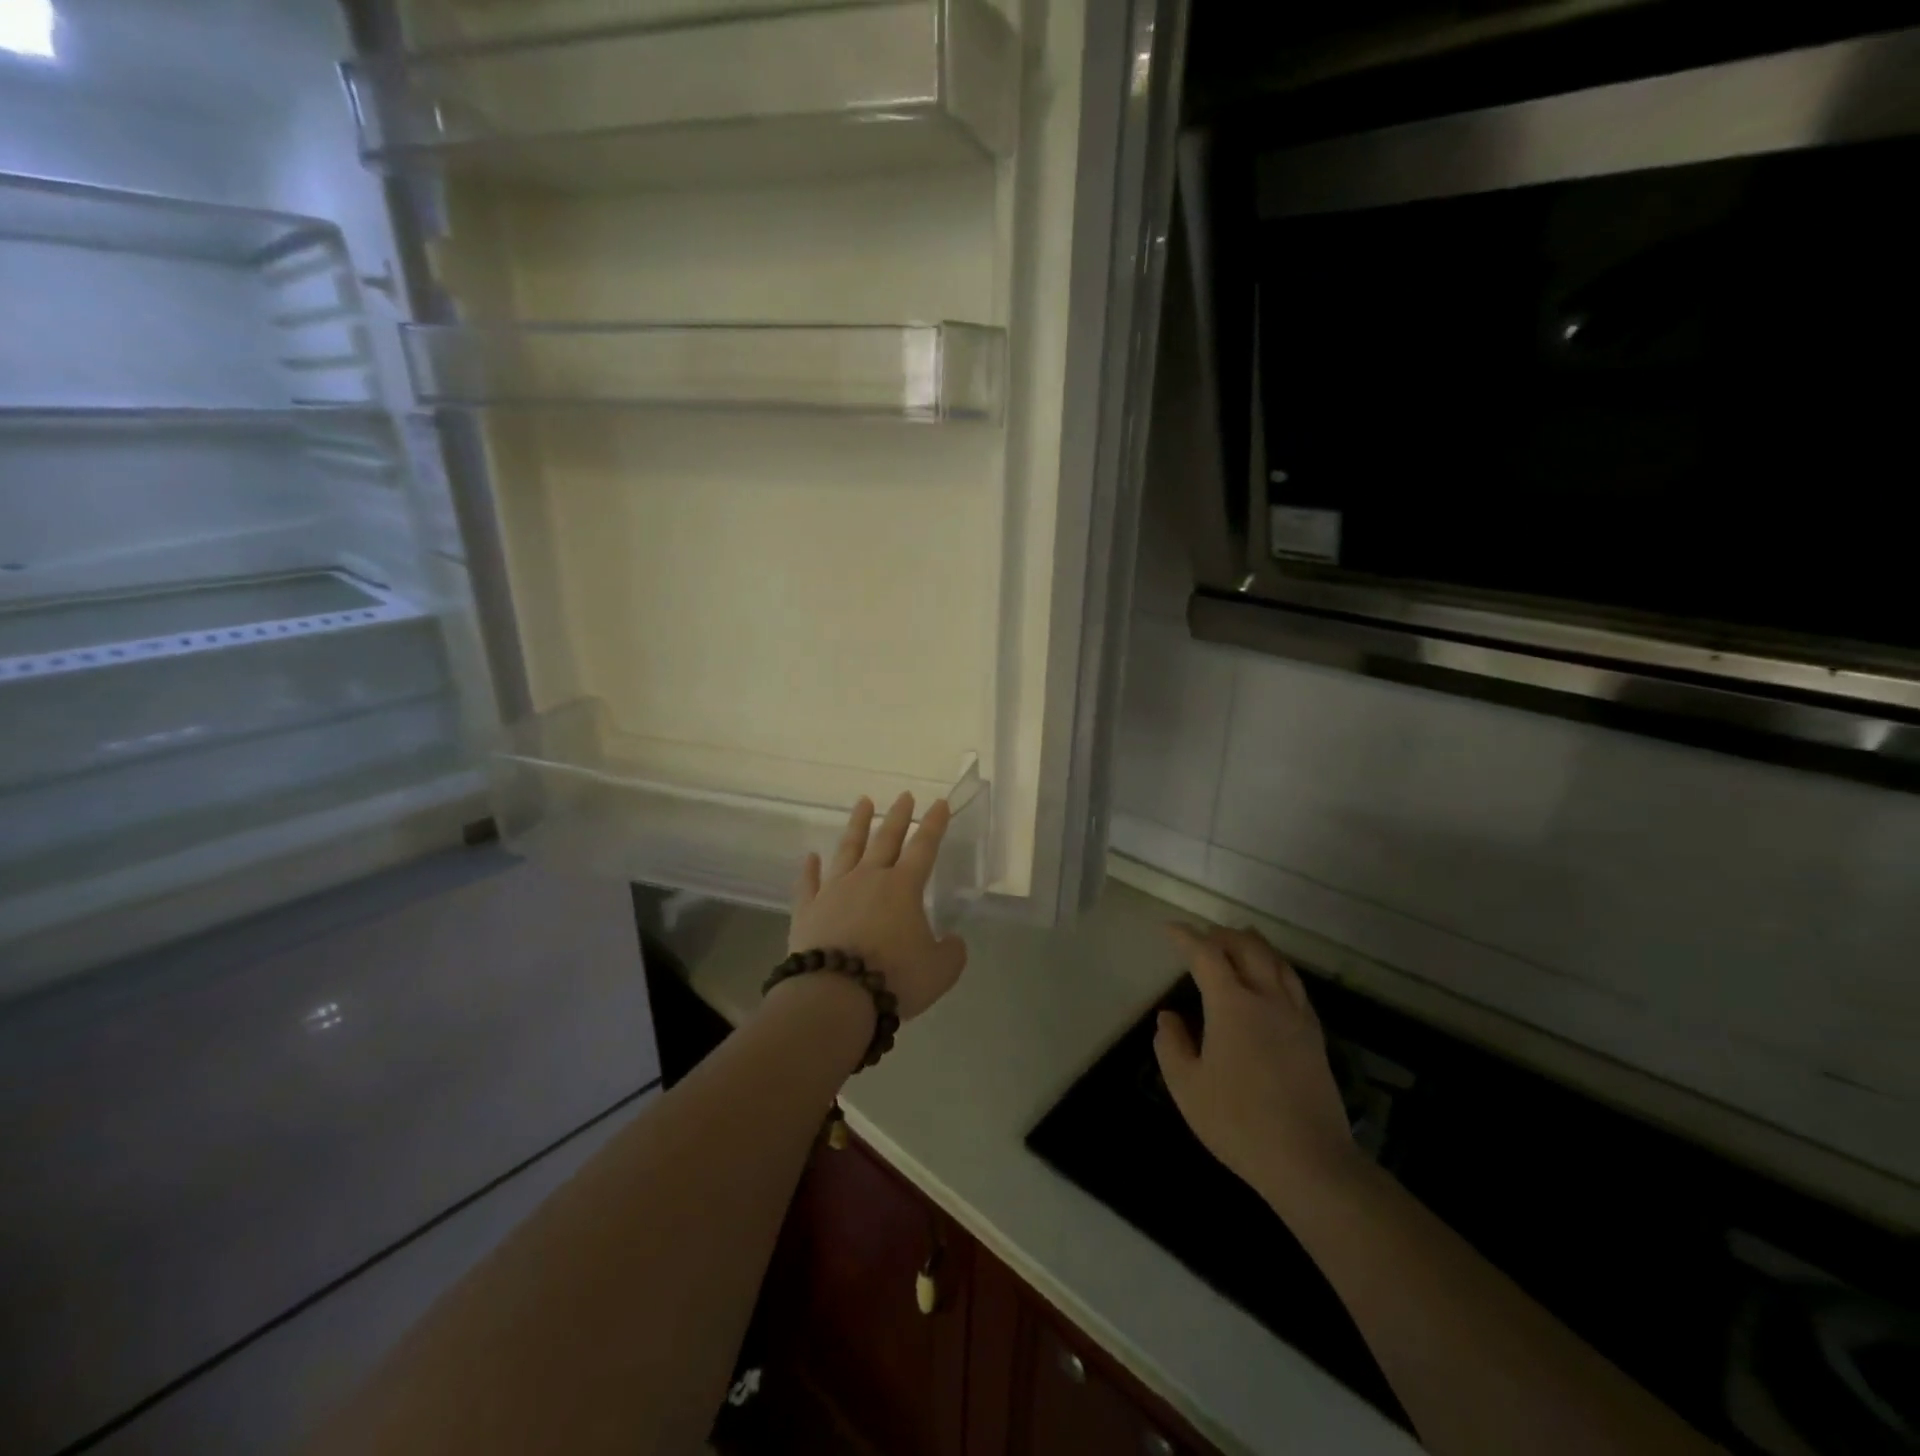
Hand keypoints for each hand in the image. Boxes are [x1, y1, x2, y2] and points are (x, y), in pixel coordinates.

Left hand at [788, 794, 968, 1021]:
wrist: (835, 996)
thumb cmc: (894, 978)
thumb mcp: (940, 971)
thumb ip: (952, 952)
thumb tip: (953, 941)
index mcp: (903, 887)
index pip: (924, 847)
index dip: (934, 824)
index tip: (939, 802)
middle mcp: (869, 879)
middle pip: (885, 839)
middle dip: (898, 816)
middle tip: (904, 796)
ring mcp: (834, 891)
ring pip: (847, 849)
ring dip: (857, 825)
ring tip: (863, 803)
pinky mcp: (808, 910)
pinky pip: (808, 883)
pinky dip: (810, 868)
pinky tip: (810, 856)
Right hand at [1153, 923, 1362, 1214]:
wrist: (1309, 1161)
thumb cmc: (1238, 1122)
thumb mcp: (1186, 1086)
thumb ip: (1171, 1045)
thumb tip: (1168, 1017)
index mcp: (1232, 1005)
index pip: (1206, 955)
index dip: (1186, 937)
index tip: (1170, 929)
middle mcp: (1267, 998)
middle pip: (1247, 948)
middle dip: (1223, 935)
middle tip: (1203, 935)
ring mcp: (1296, 1016)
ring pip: (1277, 962)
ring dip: (1254, 945)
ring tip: (1239, 941)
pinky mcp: (1314, 1036)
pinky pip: (1294, 985)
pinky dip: (1277, 968)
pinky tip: (1272, 979)